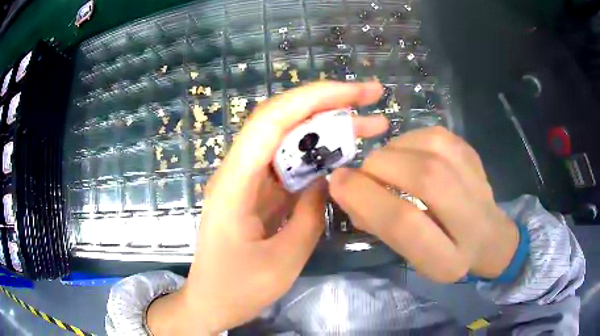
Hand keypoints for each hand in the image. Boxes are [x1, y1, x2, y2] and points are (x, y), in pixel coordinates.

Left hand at [147, 81, 388, 334]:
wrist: (210, 303)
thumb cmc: (237, 289)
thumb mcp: (282, 261)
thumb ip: (309, 216)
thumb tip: (328, 180)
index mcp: (235, 182)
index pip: (272, 119)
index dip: (314, 98)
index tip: (355, 93)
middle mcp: (239, 171)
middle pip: (282, 120)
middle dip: (328, 103)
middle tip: (372, 97)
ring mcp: (248, 180)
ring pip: (289, 140)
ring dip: (328, 128)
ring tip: (370, 125)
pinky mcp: (258, 193)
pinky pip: (290, 165)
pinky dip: (319, 156)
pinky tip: (345, 155)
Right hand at [329, 126, 518, 282]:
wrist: (489, 238)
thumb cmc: (444, 254)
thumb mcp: (411, 256)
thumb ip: (381, 226)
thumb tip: (349, 189)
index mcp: (447, 261)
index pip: (405, 224)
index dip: (366, 197)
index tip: (338, 183)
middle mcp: (471, 223)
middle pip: (424, 178)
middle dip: (380, 169)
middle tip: (361, 172)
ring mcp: (479, 185)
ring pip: (432, 150)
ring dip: (394, 151)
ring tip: (384, 165)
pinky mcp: (476, 159)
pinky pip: (437, 135)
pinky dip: (410, 139)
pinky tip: (405, 153)